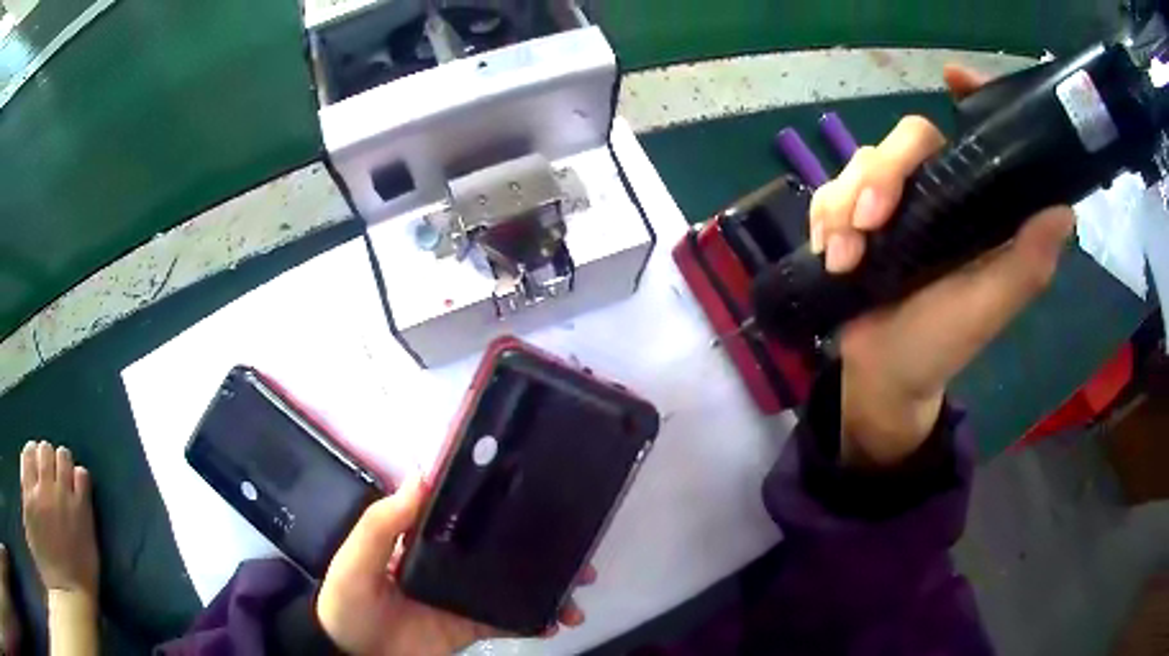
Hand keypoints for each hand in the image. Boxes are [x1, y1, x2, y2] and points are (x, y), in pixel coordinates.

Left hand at [20, 441, 98, 598]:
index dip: (76, 476)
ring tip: (39, 464)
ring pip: (41, 451)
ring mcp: (41, 492)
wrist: (66, 593)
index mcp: (81, 512)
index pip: (81, 474)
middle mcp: (61, 494)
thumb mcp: (90, 552)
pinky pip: (26, 459)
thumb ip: (84, 519)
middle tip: (53, 472)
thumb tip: (80, 492)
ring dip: (41, 455)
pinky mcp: (29, 492)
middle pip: (59, 455)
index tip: (72, 483)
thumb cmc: (80, 580)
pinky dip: (28, 457)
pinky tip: (29, 463)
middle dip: (56, 461)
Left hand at [317, 476, 592, 655]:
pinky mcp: (473, 626)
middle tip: (581, 551)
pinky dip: (538, 621)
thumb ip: (384, 522)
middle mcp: (452, 562)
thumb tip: (423, 472)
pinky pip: (511, 621)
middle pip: (504, 548)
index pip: (469, 513)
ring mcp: (466, 596)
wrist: (355, 655)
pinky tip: (557, 622)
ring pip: (516, 584)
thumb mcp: (357, 556)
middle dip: (543, 548)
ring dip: (550, 586)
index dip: (505, 504)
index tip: (543, 495)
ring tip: (577, 594)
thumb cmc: (349, 601)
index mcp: (426, 538)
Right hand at [809, 65, 1074, 466]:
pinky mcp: (851, 216)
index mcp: (973, 205)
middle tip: (870, 224)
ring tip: (844, 257)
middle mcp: (934, 191)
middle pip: (906, 140)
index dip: (970, 99)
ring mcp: (890, 202)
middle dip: (881, 175)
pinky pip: (828, 192)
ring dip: (844, 205)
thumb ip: (1026, 264)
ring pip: (860, 162)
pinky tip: (830, 253)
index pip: (973, 136)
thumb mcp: (988, 308)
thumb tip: (1063, 209)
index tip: (953, 78)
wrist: (885, 374)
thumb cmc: (941, 343)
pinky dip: (824, 218)